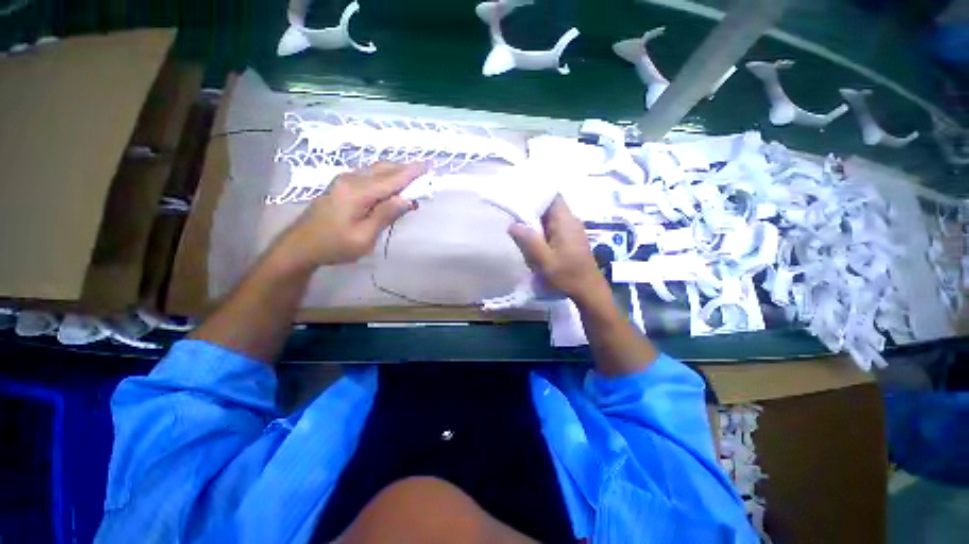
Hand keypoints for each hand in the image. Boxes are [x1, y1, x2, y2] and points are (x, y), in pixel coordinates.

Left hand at [276, 162, 426, 268]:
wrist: (300, 246)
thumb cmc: (334, 246)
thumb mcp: (364, 236)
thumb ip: (385, 215)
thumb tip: (406, 199)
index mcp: (357, 192)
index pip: (392, 179)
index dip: (412, 172)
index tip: (429, 164)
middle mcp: (350, 180)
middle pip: (384, 169)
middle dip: (405, 169)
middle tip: (424, 171)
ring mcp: (343, 181)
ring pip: (376, 170)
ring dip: (395, 172)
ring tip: (413, 178)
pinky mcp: (341, 186)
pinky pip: (368, 175)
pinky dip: (384, 177)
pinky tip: (391, 184)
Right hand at [508, 196, 605, 301]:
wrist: (589, 291)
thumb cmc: (567, 274)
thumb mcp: (544, 259)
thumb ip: (528, 240)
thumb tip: (512, 224)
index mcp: (565, 221)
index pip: (552, 196)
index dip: (536, 195)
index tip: (519, 200)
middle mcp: (571, 221)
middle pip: (549, 207)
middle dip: (532, 212)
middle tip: (515, 219)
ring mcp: (573, 230)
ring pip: (551, 219)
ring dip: (537, 225)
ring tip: (521, 231)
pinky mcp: (572, 240)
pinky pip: (555, 229)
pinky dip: (543, 233)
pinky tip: (535, 243)